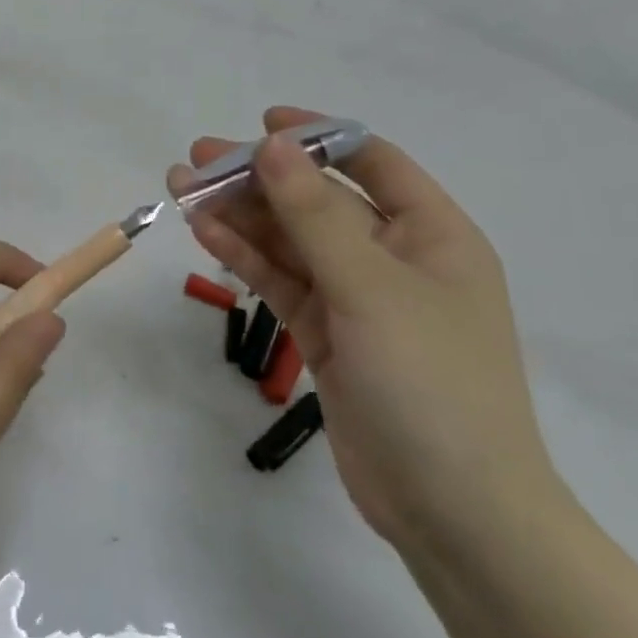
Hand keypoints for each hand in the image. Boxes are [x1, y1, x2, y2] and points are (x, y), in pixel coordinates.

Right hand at [170, 108, 566, 554]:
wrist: (454, 514)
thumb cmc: (430, 384)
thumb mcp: (370, 288)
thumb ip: (313, 214)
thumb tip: (272, 145)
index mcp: (432, 234)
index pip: (371, 162)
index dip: (317, 136)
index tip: (262, 123)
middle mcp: (395, 257)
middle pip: (318, 200)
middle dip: (260, 178)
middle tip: (197, 160)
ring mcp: (359, 298)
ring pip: (291, 241)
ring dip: (241, 215)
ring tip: (182, 189)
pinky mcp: (328, 335)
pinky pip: (282, 281)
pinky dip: (245, 256)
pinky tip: (204, 232)